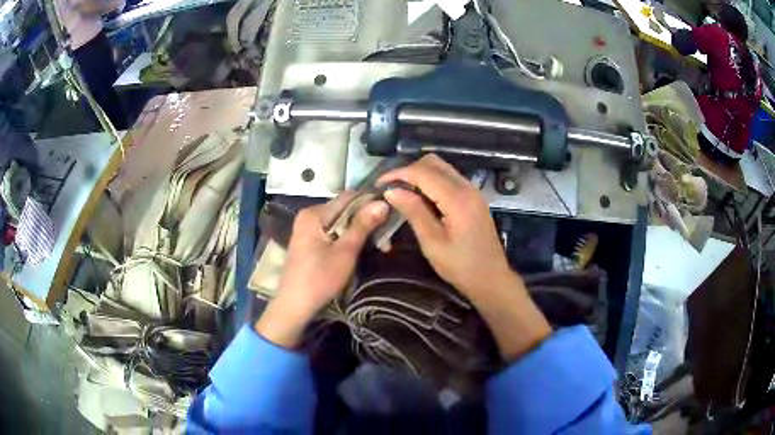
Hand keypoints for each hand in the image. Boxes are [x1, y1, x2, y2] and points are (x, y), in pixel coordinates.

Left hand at [255, 195, 388, 347]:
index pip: (349, 198)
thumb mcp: (345, 252)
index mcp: (314, 213)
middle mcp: (309, 215)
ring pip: (340, 223)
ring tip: (380, 246)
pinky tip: (360, 250)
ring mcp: (306, 228)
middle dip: (367, 222)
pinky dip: (347, 239)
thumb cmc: (320, 279)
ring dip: (359, 232)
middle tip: (387, 238)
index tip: (391, 214)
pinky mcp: (308, 242)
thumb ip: (363, 225)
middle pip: (344, 210)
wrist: (294, 305)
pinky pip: (332, 232)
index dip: (371, 203)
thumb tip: (382, 202)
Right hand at [378, 154, 514, 300]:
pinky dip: (431, 181)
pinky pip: (449, 178)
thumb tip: (391, 191)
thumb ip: (414, 212)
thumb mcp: (432, 243)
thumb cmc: (461, 266)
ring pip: (442, 168)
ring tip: (401, 192)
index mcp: (457, 198)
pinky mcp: (473, 198)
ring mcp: (472, 191)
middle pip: (433, 163)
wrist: (491, 279)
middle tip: (391, 188)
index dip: (398, 174)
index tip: (379, 184)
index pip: (423, 172)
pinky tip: (420, 198)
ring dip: (420, 174)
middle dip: (408, 170)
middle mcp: (467, 187)